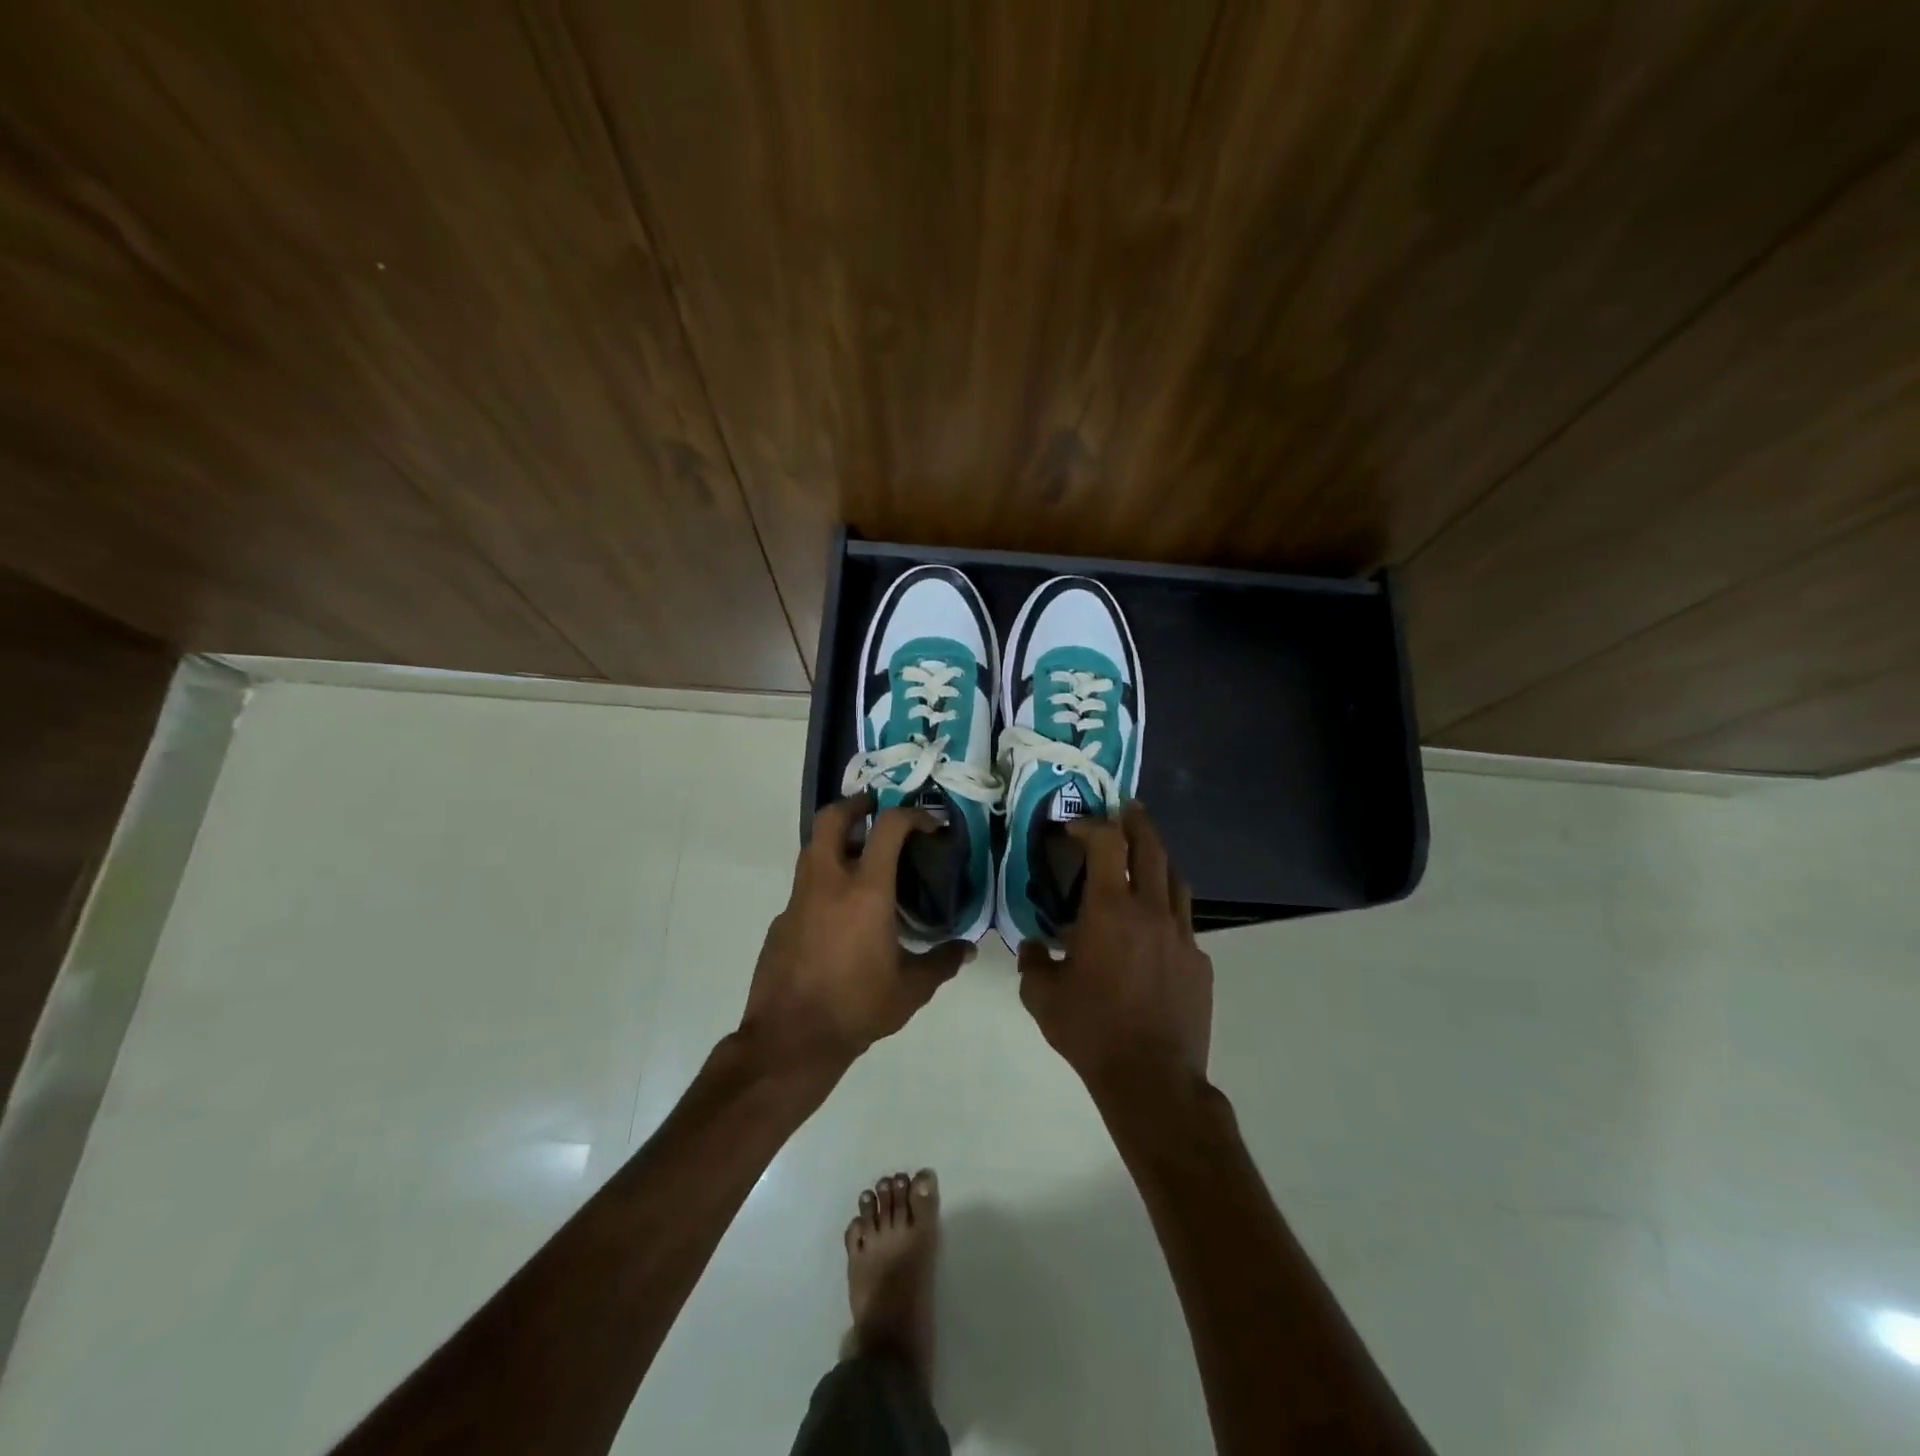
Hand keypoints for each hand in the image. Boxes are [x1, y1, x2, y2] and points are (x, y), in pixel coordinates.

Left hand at [740, 795, 971, 1074]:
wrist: (790, 1040)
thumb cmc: (856, 1008)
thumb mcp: (910, 990)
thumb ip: (941, 963)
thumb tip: (966, 949)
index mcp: (865, 891)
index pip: (888, 828)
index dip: (912, 815)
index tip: (930, 822)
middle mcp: (827, 882)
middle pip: (832, 818)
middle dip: (855, 804)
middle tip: (876, 810)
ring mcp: (798, 899)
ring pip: (812, 848)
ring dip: (837, 840)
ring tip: (863, 856)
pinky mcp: (781, 920)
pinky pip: (805, 885)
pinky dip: (824, 881)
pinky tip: (840, 912)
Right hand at [1017, 803, 1212, 1090]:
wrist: (1152, 1078)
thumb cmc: (1091, 1031)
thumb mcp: (1043, 997)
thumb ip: (1031, 963)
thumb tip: (1031, 947)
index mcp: (1110, 911)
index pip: (1106, 844)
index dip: (1092, 825)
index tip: (1076, 827)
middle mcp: (1150, 911)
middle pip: (1151, 847)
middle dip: (1136, 822)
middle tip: (1126, 809)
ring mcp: (1182, 935)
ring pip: (1175, 880)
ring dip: (1158, 860)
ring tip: (1144, 859)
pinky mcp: (1199, 961)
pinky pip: (1183, 922)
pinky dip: (1167, 911)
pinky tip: (1153, 930)